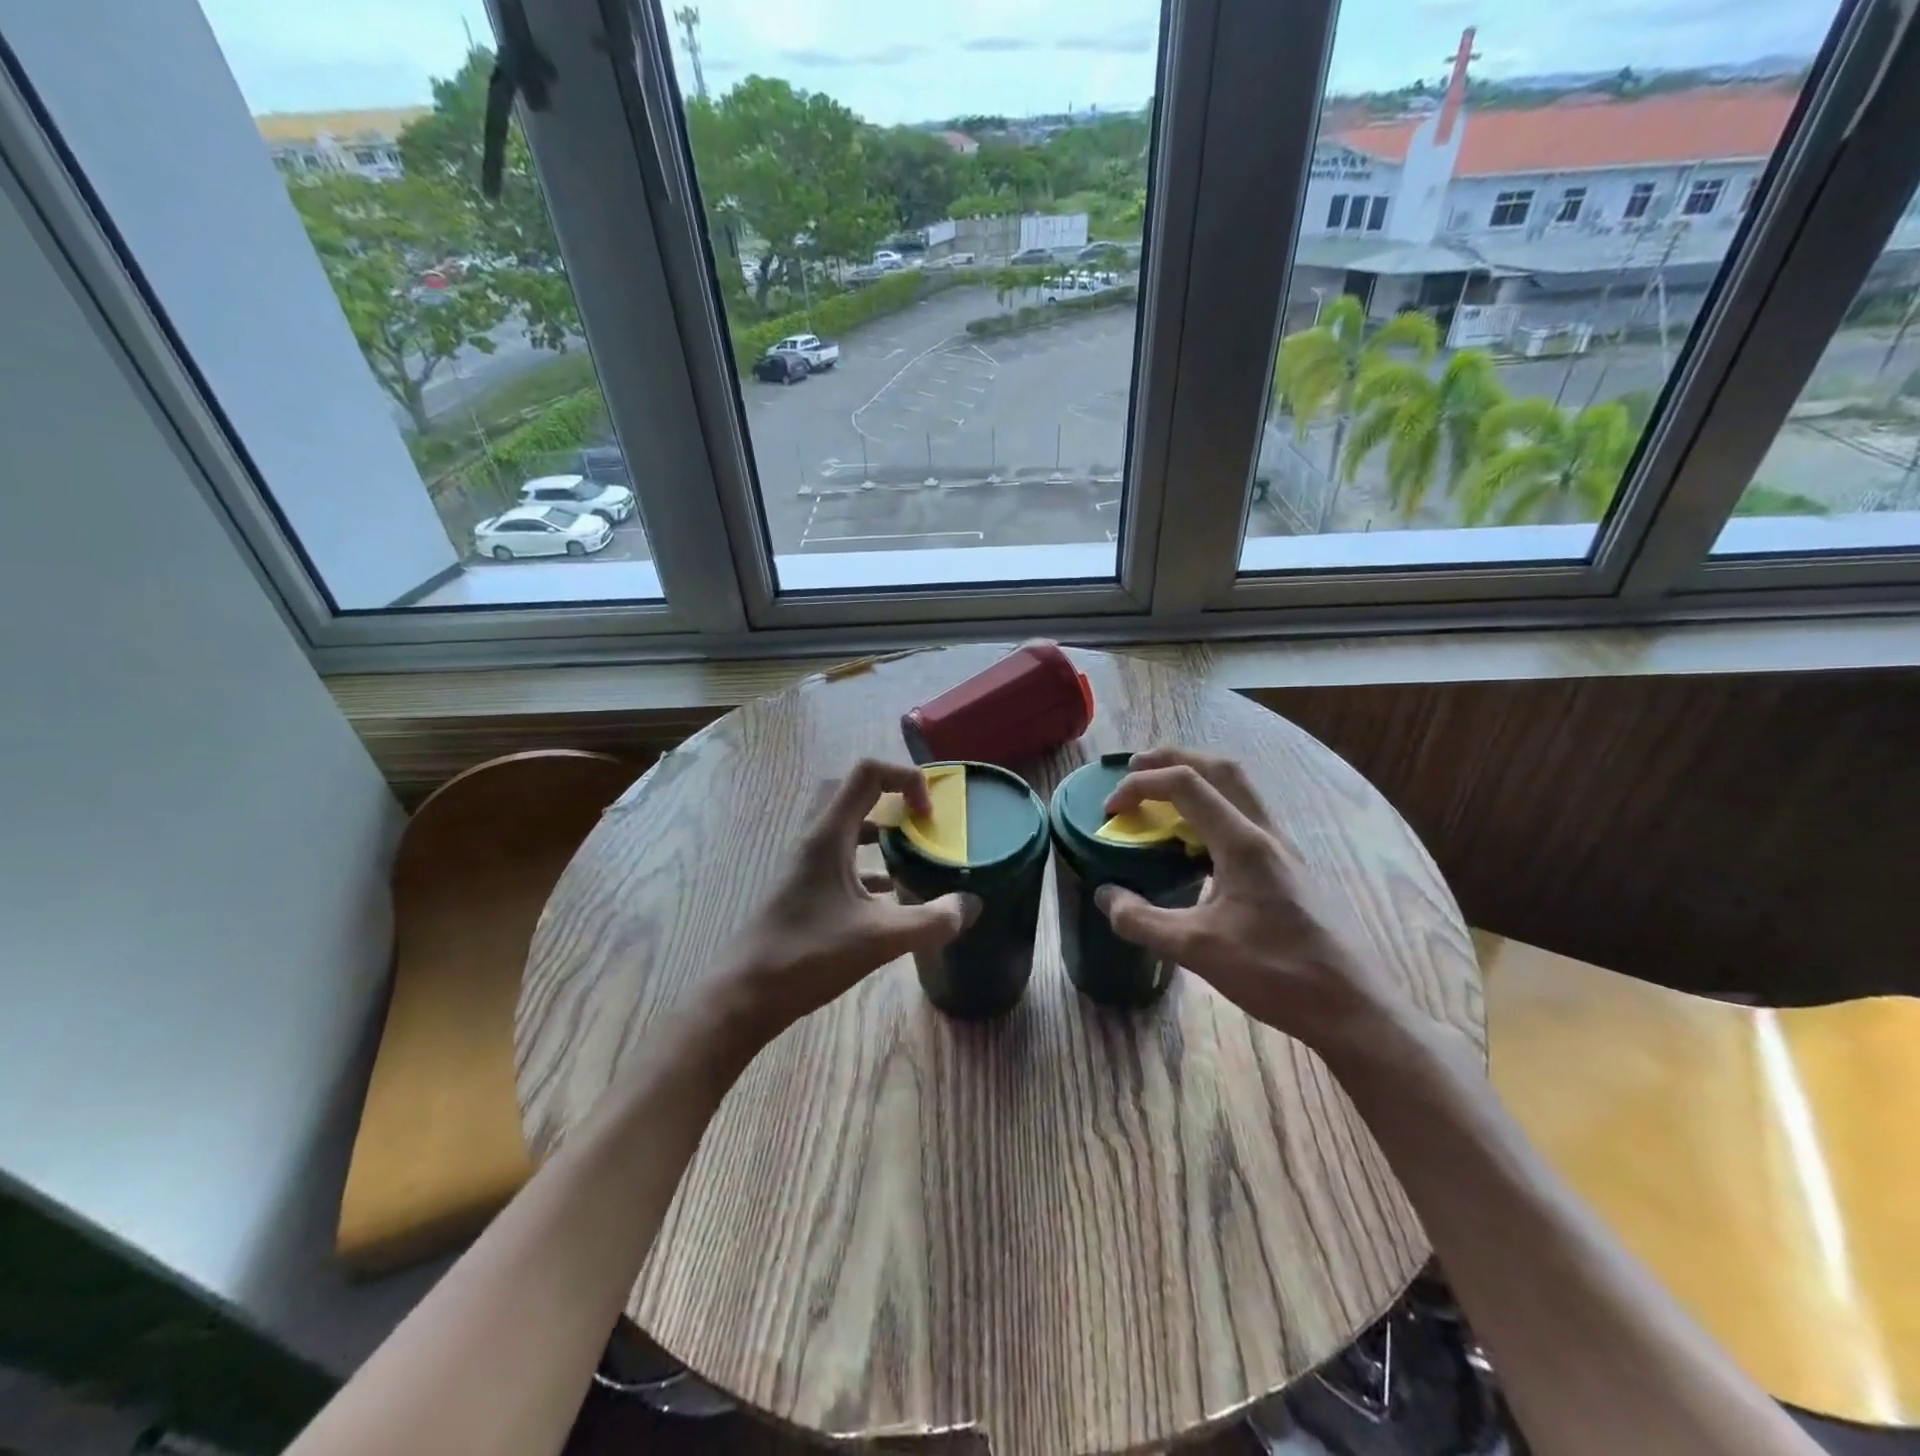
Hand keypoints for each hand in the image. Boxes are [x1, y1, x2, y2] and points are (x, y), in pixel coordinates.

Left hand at [708, 759, 979, 1050]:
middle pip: (856, 792)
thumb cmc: (808, 956)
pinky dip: (870, 863)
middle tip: (923, 823)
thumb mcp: (879, 939)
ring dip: (882, 830)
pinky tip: (892, 894)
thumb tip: (971, 905)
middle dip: (894, 797)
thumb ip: (931, 921)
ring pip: (848, 826)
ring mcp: (807, 864)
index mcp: (829, 835)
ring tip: (915, 853)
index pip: (867, 773)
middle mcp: (816, 839)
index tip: (929, 815)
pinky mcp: (805, 887)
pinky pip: (843, 858)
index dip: (906, 779)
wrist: (746, 995)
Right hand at [1095, 747, 1407, 1050]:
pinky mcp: (1288, 867)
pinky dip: (1213, 808)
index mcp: (1242, 842)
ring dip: (1197, 778)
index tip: (1110, 810)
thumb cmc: (1275, 972)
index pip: (1185, 784)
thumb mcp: (1197, 951)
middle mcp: (1265, 832)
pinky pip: (1246, 816)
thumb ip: (1143, 920)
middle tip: (1135, 767)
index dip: (1140, 784)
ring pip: (1239, 788)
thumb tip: (1105, 896)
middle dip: (1173, 757)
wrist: (1349, 1005)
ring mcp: (1283, 848)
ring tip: (1162, 796)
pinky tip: (1196, 844)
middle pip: (1219, 768)